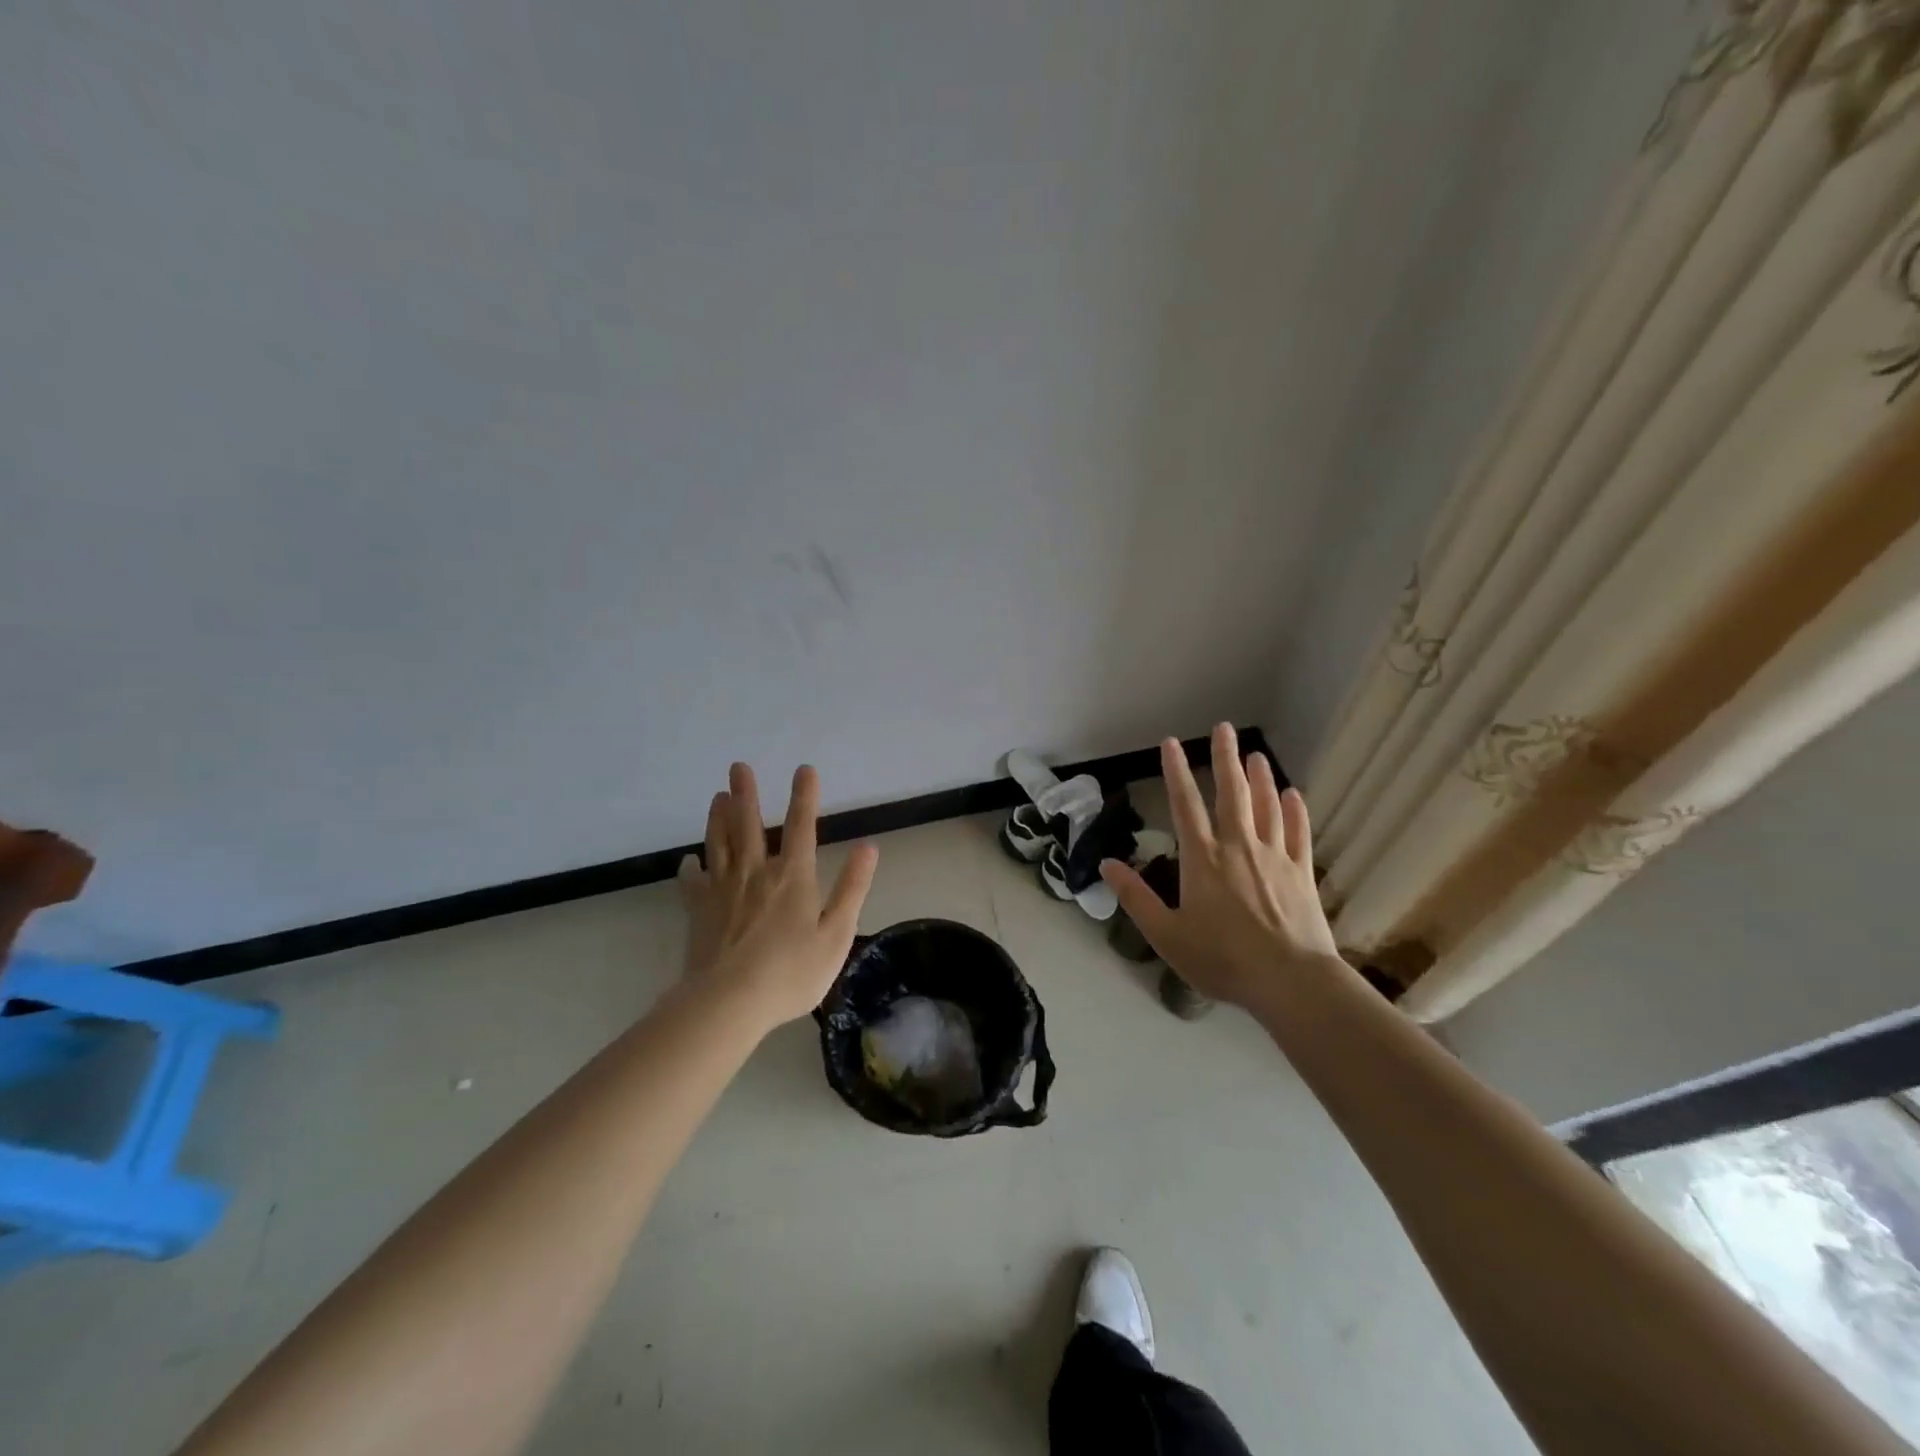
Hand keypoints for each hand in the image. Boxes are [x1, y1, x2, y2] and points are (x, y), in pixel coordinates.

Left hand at [677, 762, 879, 1031]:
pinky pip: (692, 882)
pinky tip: (689, 861)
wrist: (729, 1002)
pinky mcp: (698, 911)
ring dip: (718, 818)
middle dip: (746, 793)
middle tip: (738, 767)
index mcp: (792, 876)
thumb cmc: (791, 972)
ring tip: (717, 796)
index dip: (804, 796)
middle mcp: (755, 873)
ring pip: (719, 844)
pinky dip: (690, 868)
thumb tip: (868, 848)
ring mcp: (722, 890)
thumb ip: (852, 888)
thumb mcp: (836, 933)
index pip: (801, 826)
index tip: (803, 769)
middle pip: (748, 825)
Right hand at [1100, 724, 1342, 1009]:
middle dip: (1225, 758)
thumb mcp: (1166, 934)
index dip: (1176, 771)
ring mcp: (1274, 856)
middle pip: (1231, 793)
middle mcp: (1238, 847)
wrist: (1290, 981)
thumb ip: (1136, 897)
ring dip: (1260, 777)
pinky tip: (1293, 795)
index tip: (1171, 743)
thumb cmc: (1221, 959)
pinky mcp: (1302, 872)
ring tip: (1256, 754)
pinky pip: (1298, 832)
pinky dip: (1295, 811)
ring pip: (1266, 806)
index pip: (1185, 805)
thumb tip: (1107, 864)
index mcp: (1202, 859)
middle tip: (1224, 728)